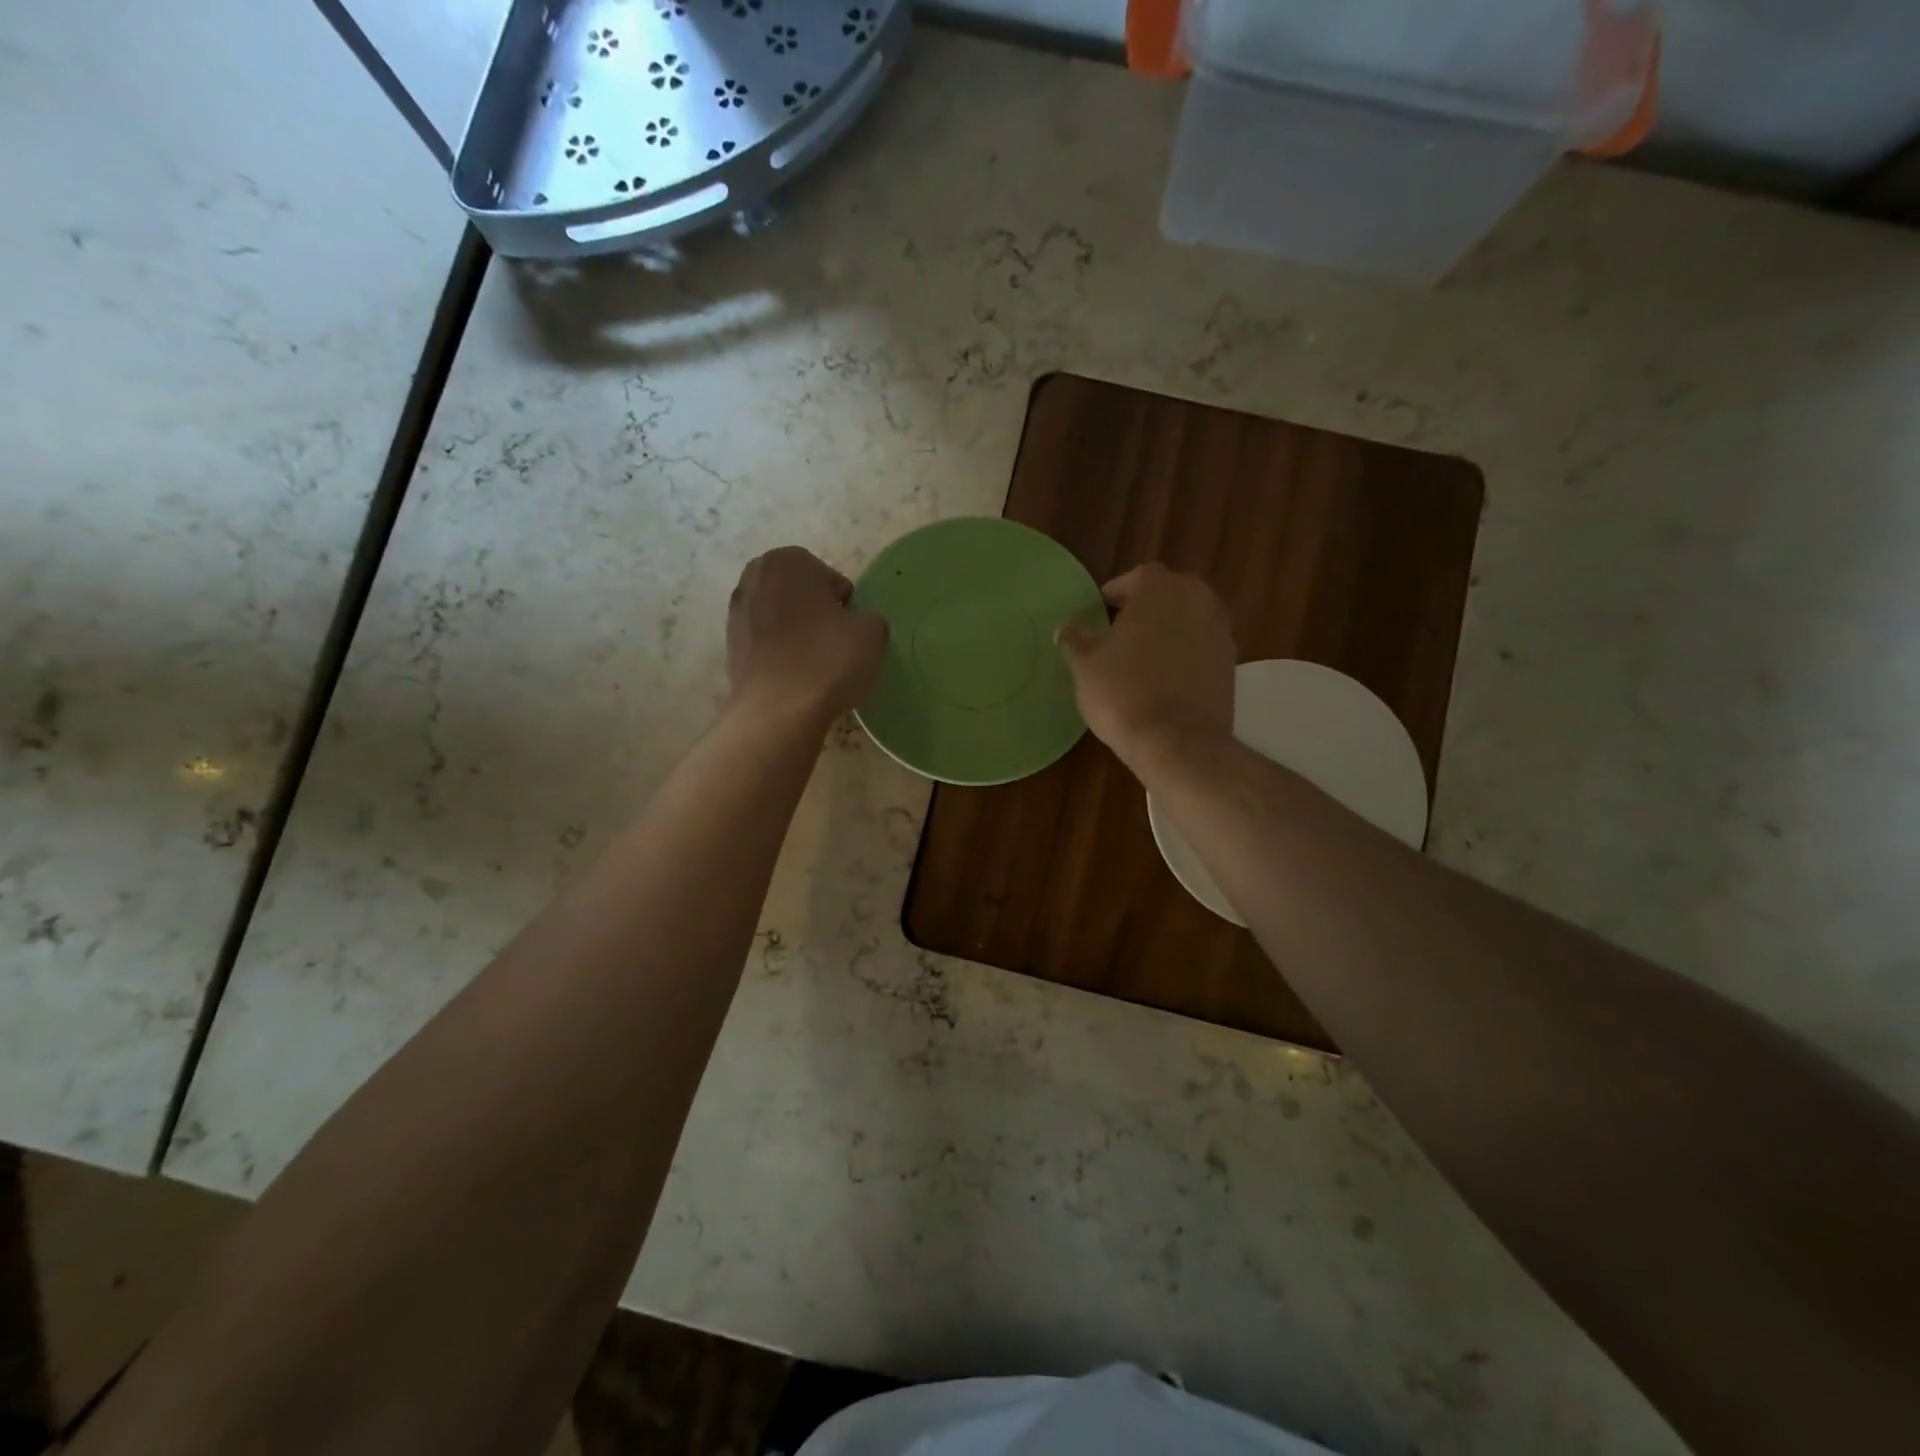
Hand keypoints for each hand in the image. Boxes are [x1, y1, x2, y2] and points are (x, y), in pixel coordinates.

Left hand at [727, 547, 885, 724]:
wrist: (778, 711)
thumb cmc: (827, 660)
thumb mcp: (872, 633)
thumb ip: (868, 617)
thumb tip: (854, 625)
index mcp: (788, 561)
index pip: (829, 578)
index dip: (844, 605)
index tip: (849, 630)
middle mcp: (754, 578)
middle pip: (799, 593)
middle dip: (816, 612)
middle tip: (834, 643)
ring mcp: (736, 612)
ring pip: (780, 617)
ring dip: (796, 633)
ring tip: (814, 664)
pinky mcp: (730, 646)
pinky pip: (766, 643)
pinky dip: (780, 653)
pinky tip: (794, 677)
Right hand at [1057, 563, 1234, 773]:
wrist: (1176, 741)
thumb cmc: (1123, 691)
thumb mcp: (1085, 664)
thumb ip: (1075, 638)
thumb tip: (1068, 627)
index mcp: (1159, 587)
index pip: (1133, 579)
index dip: (1113, 596)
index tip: (1099, 615)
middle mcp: (1197, 598)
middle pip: (1165, 596)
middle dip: (1144, 611)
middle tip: (1119, 635)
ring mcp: (1220, 630)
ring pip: (1186, 621)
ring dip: (1167, 633)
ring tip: (1141, 659)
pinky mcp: (1231, 663)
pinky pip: (1200, 649)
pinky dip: (1184, 656)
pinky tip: (1164, 680)